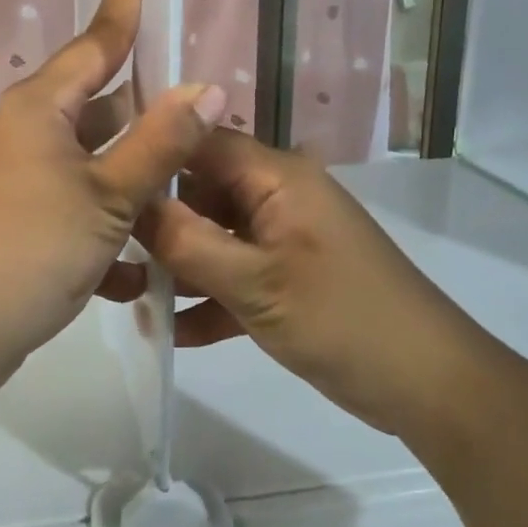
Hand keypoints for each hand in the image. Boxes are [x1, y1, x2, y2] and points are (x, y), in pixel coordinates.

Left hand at [0, 0, 226, 388]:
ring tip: (184, 187)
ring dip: (132, 177)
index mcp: (40, 107)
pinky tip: (137, 269)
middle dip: (145, 107)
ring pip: (90, 160)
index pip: (97, 38)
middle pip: (97, 102)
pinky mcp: (16, 218)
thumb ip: (160, 143)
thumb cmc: (33, 248)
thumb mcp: (109, 196)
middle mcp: (24, 131)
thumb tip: (206, 87)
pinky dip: (104, 227)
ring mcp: (16, 176)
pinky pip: (73, 205)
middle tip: (196, 101)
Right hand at [133, 131, 495, 432]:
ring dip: (176, 267)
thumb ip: (187, 242)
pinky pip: (234, 277)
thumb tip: (130, 203)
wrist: (428, 384)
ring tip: (124, 294)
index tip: (99, 175)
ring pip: (213, 238)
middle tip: (103, 247)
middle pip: (202, 192)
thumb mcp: (255, 283)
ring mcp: (283, 241)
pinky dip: (207, 300)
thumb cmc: (342, 319)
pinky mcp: (286, 280)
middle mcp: (278, 198)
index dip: (152, 151)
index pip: (202, 141)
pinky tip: (169, 332)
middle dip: (156, 221)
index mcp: (277, 178)